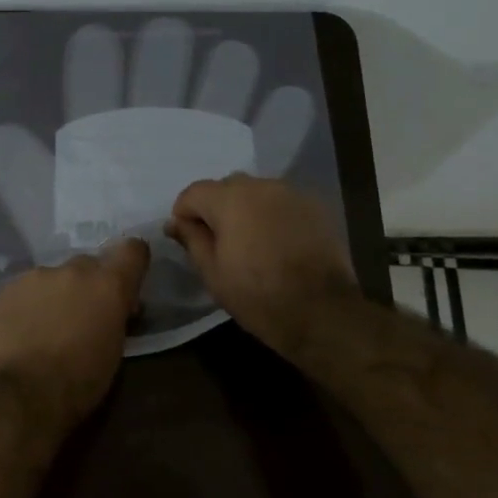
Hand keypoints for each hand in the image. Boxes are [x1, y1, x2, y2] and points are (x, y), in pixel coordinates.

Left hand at [0, 239, 149, 429]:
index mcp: (108, 285)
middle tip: (85, 314)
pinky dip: (32, 302)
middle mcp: (75, 269)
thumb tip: (120, 306)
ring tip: (49, 325)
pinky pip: (29, 287)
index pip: (132, 249)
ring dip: (59, 293)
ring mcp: (39, 275)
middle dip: (91, 285)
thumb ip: (117, 316)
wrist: (21, 395)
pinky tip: (25, 328)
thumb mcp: (114, 350)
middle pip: (90, 264)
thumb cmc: (79, 382)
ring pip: (57, 276)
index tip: (127, 281)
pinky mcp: (10, 287)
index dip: (132, 262)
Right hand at [165, 175, 358, 358]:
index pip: (193, 192)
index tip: (188, 239)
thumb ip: (192, 239)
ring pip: (256, 192)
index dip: (185, 214)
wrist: (322, 312)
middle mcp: (260, 185)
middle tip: (219, 243)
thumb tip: (174, 222)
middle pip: (226, 187)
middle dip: (216, 209)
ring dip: (246, 210)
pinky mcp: (315, 206)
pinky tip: (277, 243)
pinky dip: (272, 215)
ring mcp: (291, 193)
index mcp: (230, 199)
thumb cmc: (258, 296)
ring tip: (251, 243)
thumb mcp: (213, 273)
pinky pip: (281, 203)